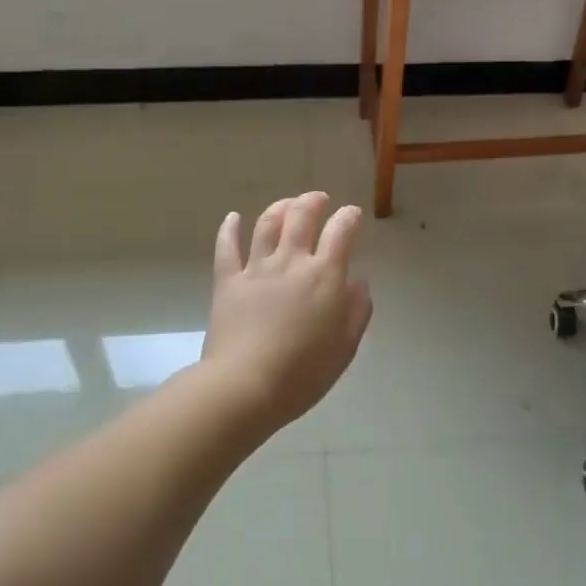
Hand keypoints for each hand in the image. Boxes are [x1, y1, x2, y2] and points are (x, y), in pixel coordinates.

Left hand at [201, 192, 373, 432]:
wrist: (245, 386)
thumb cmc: (303, 372)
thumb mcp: (345, 347)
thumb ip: (357, 310)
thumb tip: (358, 282)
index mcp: (324, 276)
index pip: (341, 232)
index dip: (349, 217)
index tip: (352, 214)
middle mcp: (291, 262)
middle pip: (301, 217)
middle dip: (312, 202)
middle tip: (318, 200)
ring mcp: (256, 269)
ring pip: (267, 224)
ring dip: (279, 208)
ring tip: (287, 204)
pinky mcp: (228, 282)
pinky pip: (227, 248)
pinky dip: (229, 229)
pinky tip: (232, 218)